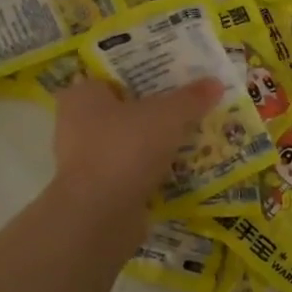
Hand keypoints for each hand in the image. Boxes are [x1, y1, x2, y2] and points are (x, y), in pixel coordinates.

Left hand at [52, 75, 222, 212]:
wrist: (101, 214)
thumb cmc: (127, 148)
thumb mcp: (168, 115)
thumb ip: (191, 98)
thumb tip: (215, 82)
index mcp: (82, 96)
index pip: (113, 77)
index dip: (144, 77)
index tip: (174, 81)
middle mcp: (75, 125)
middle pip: (124, 112)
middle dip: (154, 113)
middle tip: (189, 109)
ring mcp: (84, 161)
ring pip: (128, 144)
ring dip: (154, 145)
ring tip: (191, 140)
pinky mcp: (96, 191)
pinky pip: (130, 173)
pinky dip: (151, 172)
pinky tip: (179, 171)